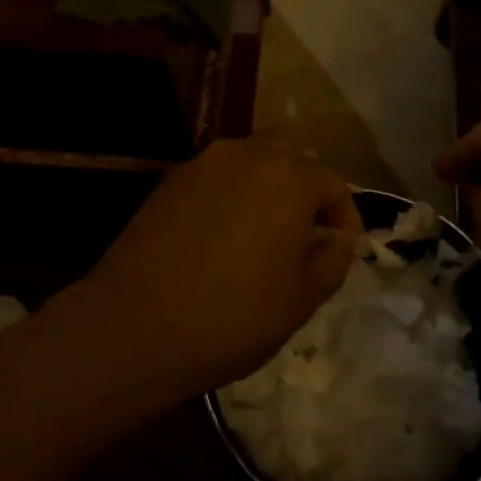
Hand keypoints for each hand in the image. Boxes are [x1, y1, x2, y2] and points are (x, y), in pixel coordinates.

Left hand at [77, 138, 361, 406]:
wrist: (136, 325)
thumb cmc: (235, 314)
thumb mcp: (303, 297)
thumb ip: (334, 259)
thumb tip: (337, 240)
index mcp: (289, 176)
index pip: (333, 183)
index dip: (345, 217)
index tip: (344, 249)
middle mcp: (246, 154)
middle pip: (291, 163)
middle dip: (306, 195)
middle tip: (307, 237)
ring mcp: (202, 164)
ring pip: (250, 166)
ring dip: (267, 192)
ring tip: (266, 235)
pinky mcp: (168, 181)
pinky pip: (216, 180)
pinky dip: (231, 199)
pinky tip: (224, 237)